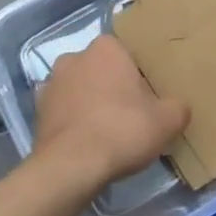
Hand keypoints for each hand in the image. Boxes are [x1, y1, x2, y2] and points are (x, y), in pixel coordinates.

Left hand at [34, 36, 188, 190]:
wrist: (71, 166)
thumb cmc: (122, 131)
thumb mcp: (167, 121)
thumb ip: (178, 107)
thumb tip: (178, 107)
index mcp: (106, 48)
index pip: (128, 54)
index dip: (139, 75)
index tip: (147, 97)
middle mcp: (75, 57)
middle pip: (102, 70)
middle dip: (113, 87)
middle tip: (130, 114)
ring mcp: (52, 83)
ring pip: (80, 88)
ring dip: (90, 102)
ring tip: (107, 131)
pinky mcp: (38, 110)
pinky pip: (64, 110)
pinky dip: (73, 120)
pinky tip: (86, 141)